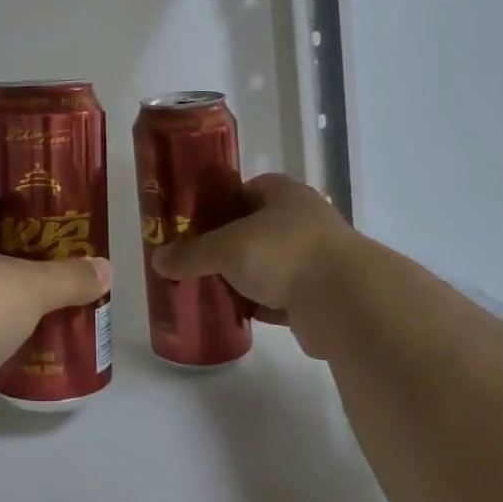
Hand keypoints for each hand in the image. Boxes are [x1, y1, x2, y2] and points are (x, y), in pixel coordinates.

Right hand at [150, 174, 352, 356]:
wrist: (344, 301)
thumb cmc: (283, 253)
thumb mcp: (227, 248)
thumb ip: (192, 253)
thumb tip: (158, 260)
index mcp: (285, 194)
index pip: (248, 188)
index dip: (222, 201)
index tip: (196, 220)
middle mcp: (303, 220)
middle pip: (257, 227)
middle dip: (229, 242)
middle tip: (197, 256)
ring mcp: (316, 259)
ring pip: (270, 264)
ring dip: (246, 276)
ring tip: (210, 286)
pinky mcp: (320, 296)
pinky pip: (281, 297)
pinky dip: (261, 305)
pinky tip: (237, 313)